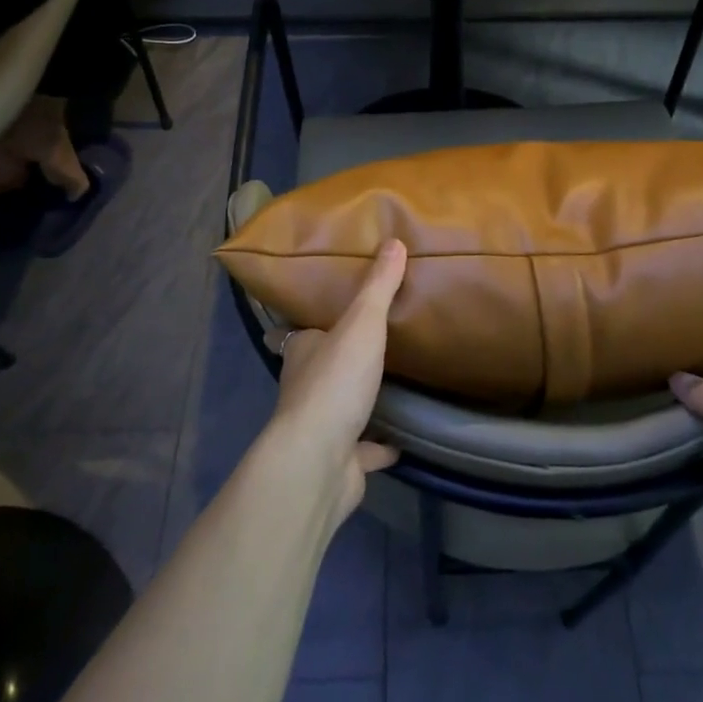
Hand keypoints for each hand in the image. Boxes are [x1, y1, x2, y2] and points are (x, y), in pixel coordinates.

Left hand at [265, 240, 407, 518]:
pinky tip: (401, 441)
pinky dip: (379, 446)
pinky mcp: (340, 461)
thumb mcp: (361, 324)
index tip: (330, 312)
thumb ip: (378, 286)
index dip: (312, 322)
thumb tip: (394, 240)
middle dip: (339, 358)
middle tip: (371, 341)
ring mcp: (320, 427)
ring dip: (358, 400)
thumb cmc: (334, 382)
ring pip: (340, 407)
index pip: (301, 330)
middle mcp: (304, 386)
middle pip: (320, 366)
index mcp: (302, 351)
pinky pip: (363, 449)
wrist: (318, 461)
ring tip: (390, 383)